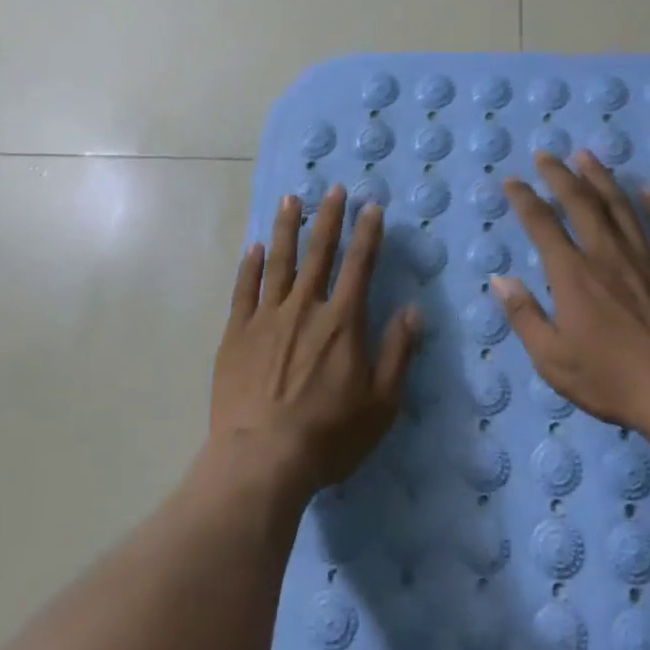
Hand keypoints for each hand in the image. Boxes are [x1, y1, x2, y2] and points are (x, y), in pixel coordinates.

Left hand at [211, 186, 420, 494]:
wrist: (261, 461)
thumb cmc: (328, 435)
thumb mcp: (381, 403)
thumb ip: (397, 353)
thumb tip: (412, 310)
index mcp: (343, 321)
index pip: (360, 265)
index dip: (368, 233)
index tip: (371, 205)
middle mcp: (306, 308)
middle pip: (319, 253)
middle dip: (329, 218)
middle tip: (333, 188)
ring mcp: (267, 318)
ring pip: (280, 262)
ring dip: (287, 228)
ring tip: (291, 199)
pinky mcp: (236, 334)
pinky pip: (244, 290)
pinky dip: (250, 266)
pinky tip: (254, 248)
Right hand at [493, 151, 649, 431]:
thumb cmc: (611, 377)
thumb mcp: (553, 359)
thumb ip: (524, 316)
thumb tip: (500, 280)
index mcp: (572, 273)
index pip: (542, 224)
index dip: (524, 199)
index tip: (512, 181)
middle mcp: (606, 252)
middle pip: (580, 201)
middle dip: (560, 174)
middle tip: (546, 153)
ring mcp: (644, 255)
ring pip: (620, 204)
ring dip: (601, 176)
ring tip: (587, 155)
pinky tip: (649, 189)